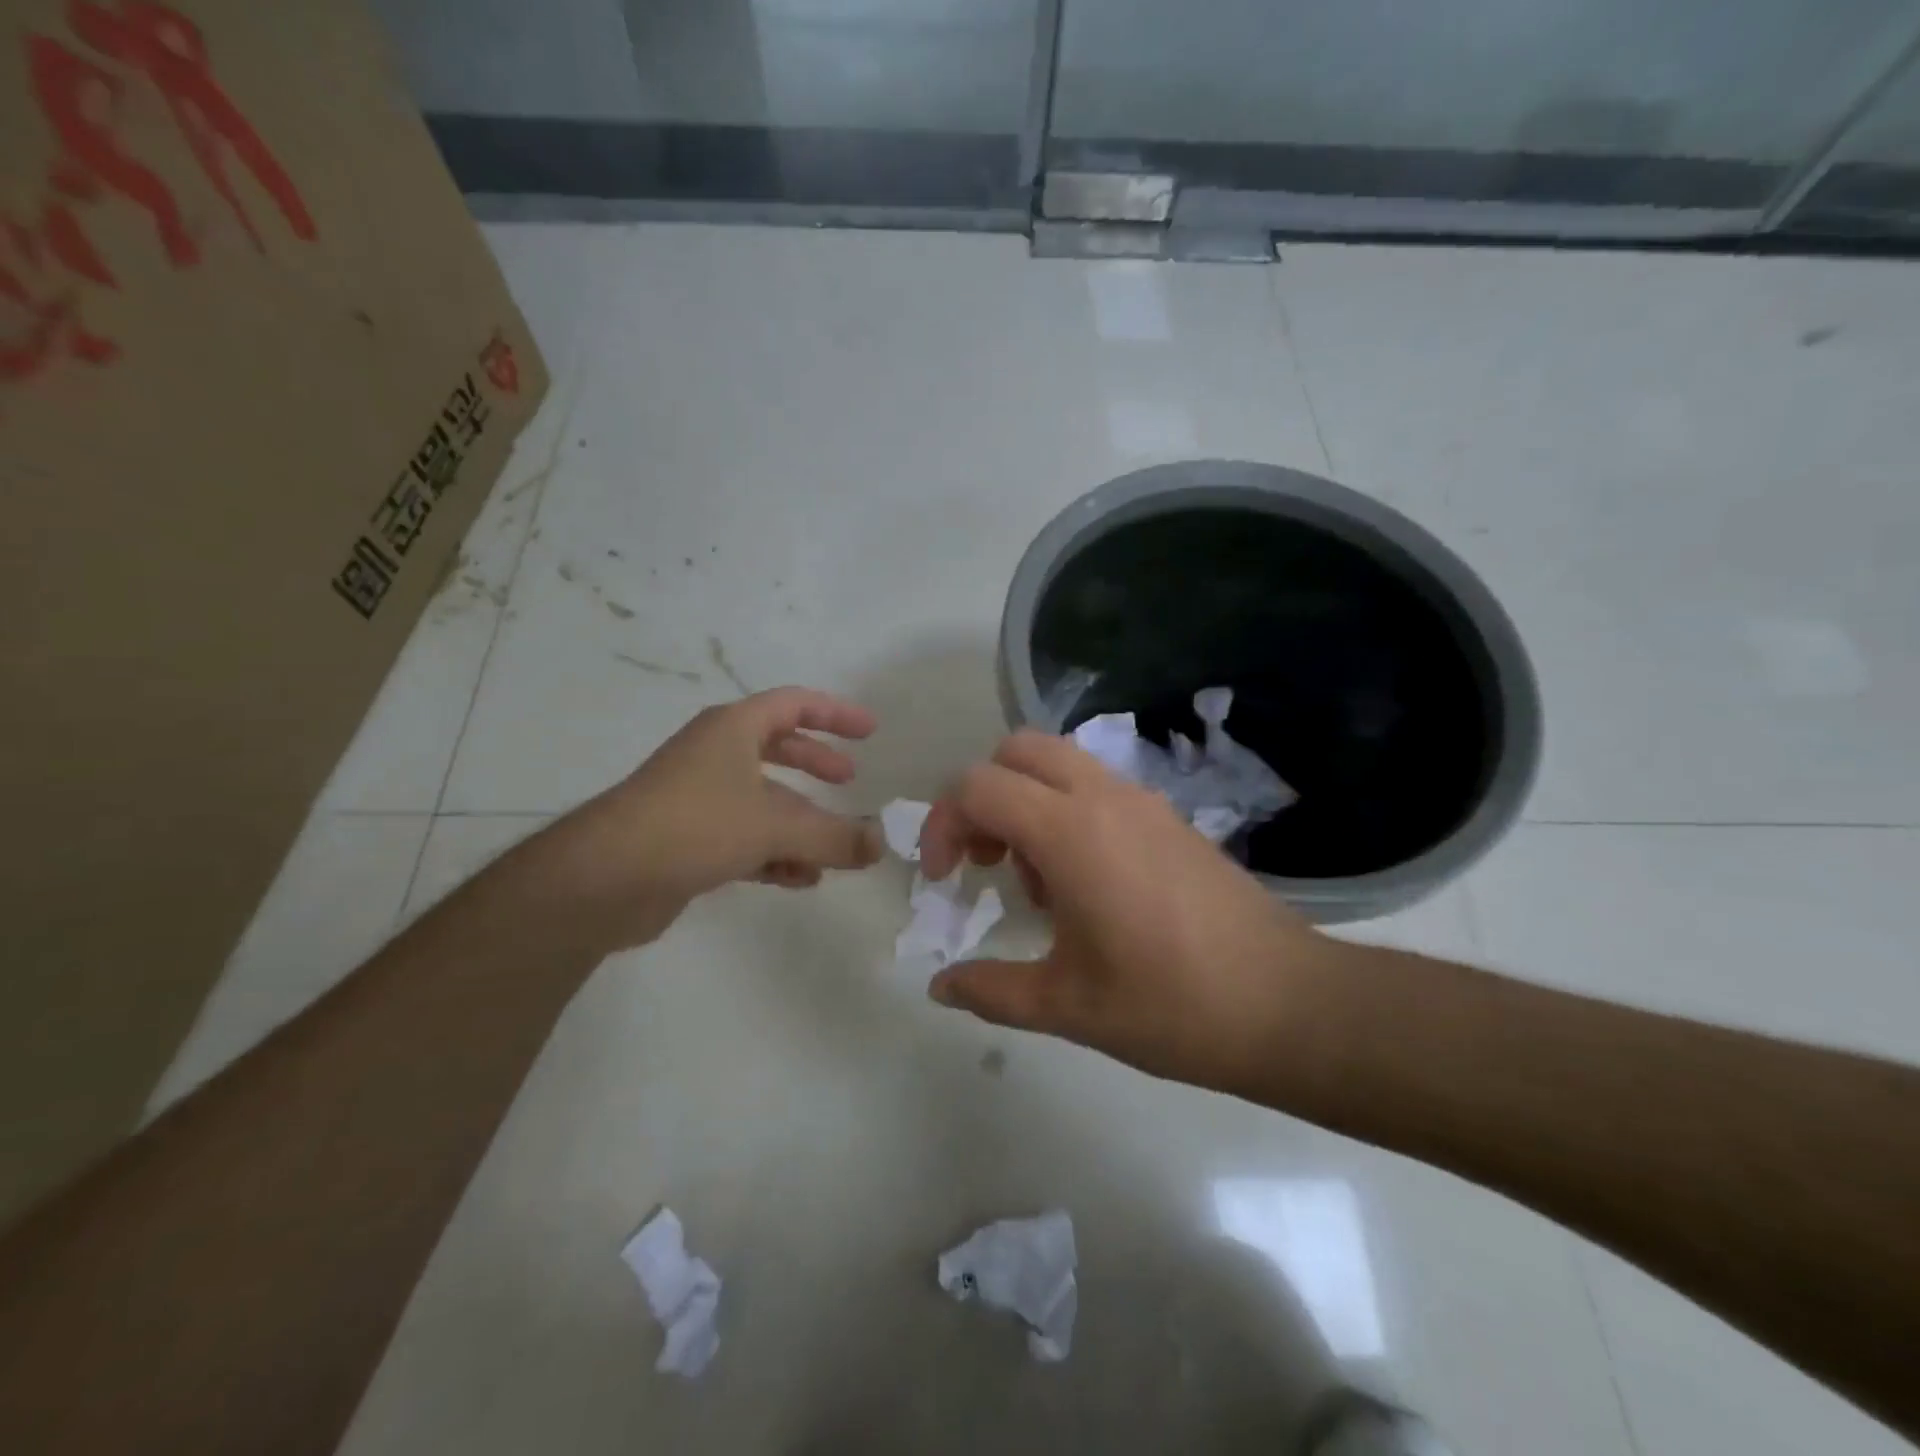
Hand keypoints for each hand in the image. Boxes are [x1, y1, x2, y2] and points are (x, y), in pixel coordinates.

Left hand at [547, 688, 883, 949]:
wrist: (605, 878)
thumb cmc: (696, 825)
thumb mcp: (776, 826)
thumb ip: (834, 836)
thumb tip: (880, 845)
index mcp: (732, 729)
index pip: (793, 704)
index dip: (834, 714)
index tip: (870, 730)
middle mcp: (714, 755)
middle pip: (776, 748)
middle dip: (815, 762)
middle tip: (848, 779)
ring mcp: (697, 797)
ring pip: (762, 800)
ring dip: (799, 821)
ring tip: (833, 847)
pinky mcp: (687, 839)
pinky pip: (745, 837)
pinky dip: (775, 853)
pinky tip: (801, 879)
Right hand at [919, 731, 1346, 1094]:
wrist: (1288, 1005)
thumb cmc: (1170, 1005)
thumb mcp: (1068, 1006)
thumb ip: (992, 990)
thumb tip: (939, 987)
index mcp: (1070, 831)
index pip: (978, 787)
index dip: (944, 825)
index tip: (945, 880)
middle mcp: (1104, 797)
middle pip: (1018, 750)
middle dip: (984, 796)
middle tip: (986, 859)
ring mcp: (1143, 801)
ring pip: (1060, 762)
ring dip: (1028, 801)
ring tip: (1039, 881)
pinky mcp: (1170, 818)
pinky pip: (1097, 786)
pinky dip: (1068, 811)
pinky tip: (1087, 884)